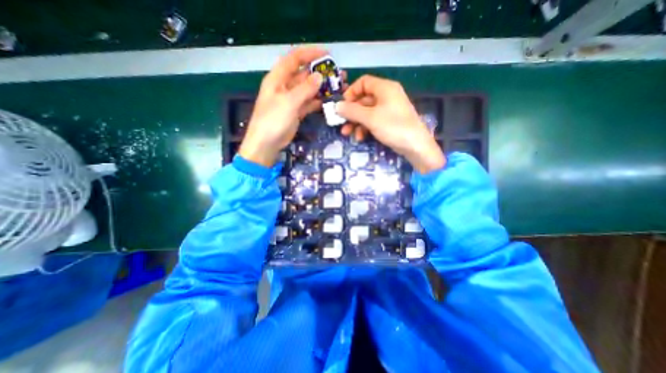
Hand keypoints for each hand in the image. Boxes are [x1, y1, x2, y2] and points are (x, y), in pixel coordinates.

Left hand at [238, 46, 326, 166]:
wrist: (266, 144)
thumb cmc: (273, 121)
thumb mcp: (288, 103)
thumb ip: (304, 89)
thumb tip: (319, 76)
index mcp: (278, 78)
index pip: (294, 59)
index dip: (310, 53)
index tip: (327, 54)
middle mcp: (285, 86)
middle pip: (304, 74)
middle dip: (320, 73)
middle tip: (338, 75)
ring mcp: (291, 100)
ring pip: (308, 90)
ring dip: (321, 88)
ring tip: (338, 88)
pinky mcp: (296, 112)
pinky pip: (309, 103)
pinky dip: (318, 102)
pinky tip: (329, 101)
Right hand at [336, 76, 443, 174]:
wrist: (415, 145)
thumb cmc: (393, 127)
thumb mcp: (370, 118)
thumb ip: (352, 111)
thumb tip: (336, 106)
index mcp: (384, 88)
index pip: (363, 82)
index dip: (351, 92)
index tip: (342, 106)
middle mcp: (387, 95)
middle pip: (363, 99)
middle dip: (351, 112)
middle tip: (341, 123)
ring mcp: (388, 109)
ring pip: (367, 112)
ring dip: (356, 122)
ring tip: (348, 134)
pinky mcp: (389, 121)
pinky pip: (373, 120)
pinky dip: (365, 127)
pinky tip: (361, 137)